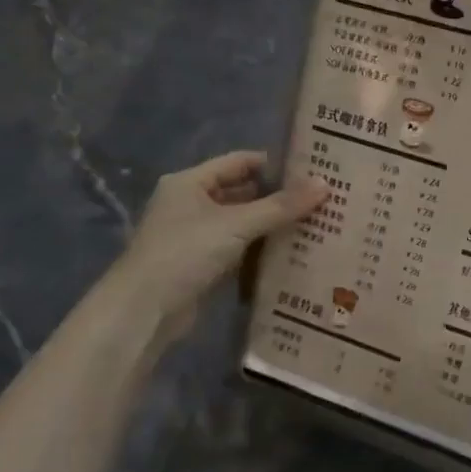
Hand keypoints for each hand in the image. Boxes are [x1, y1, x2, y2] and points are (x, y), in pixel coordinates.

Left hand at [110, 151, 326, 335]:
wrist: (145, 310)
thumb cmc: (186, 253)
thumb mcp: (237, 224)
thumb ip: (281, 206)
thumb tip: (325, 184)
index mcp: (190, 182)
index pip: (240, 161)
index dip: (275, 164)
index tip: (312, 170)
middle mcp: (191, 203)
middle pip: (243, 192)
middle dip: (279, 196)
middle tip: (321, 199)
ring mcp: (196, 235)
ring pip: (243, 222)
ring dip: (273, 224)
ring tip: (316, 223)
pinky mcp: (203, 263)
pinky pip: (240, 247)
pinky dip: (262, 248)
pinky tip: (293, 251)